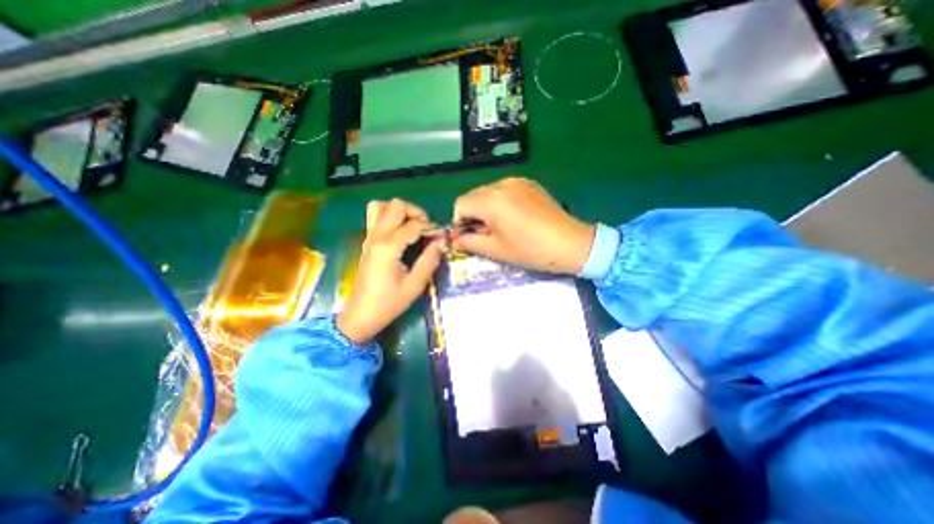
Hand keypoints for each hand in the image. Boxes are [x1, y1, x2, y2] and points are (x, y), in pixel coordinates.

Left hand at [337, 196, 442, 343]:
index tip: (441, 239)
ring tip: (412, 226)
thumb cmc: (389, 303)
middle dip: (416, 213)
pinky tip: (401, 233)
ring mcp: (369, 237)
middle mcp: (376, 236)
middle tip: (426, 230)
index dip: (431, 228)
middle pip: (396, 205)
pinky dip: (390, 217)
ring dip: (400, 211)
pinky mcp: (367, 242)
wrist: (361, 314)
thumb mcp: (415, 285)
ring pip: (381, 206)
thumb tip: (440, 241)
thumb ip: (429, 260)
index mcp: (388, 246)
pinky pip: (376, 217)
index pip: (414, 225)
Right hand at [450, 176, 594, 273]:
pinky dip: (501, 203)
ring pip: (488, 193)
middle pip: (473, 197)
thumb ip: (470, 242)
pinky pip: (504, 191)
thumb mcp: (496, 249)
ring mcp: (517, 181)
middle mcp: (500, 184)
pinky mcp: (529, 184)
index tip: (467, 238)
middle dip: (472, 215)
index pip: (460, 205)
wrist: (570, 243)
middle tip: (484, 234)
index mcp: (490, 200)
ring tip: (500, 227)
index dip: (459, 223)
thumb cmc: (530, 250)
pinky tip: (514, 218)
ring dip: (486, 209)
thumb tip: (454, 241)